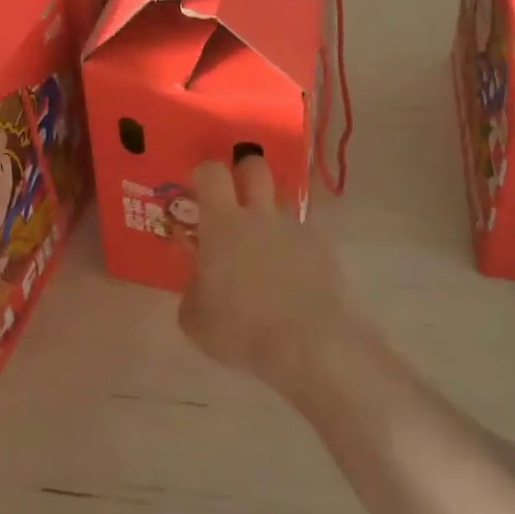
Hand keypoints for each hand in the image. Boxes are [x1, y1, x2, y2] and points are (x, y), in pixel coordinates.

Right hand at [177, 155, 356, 397]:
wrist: (306, 346)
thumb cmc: (240, 331)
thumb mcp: (195, 318)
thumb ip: (192, 287)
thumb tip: (199, 276)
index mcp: (223, 224)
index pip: (212, 173)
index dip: (204, 173)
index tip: (199, 188)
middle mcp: (260, 215)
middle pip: (255, 166)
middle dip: (244, 172)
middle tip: (237, 197)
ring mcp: (294, 228)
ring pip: (281, 201)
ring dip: (271, 215)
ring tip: (268, 247)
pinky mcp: (322, 246)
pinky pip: (304, 234)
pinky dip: (296, 247)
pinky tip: (295, 277)